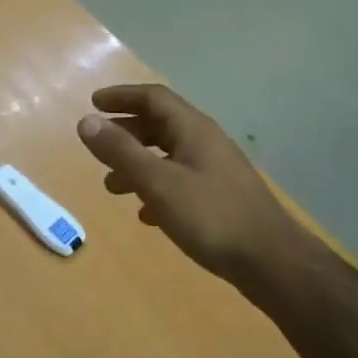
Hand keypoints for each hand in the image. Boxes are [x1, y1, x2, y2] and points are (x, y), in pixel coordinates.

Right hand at [77, 84, 298, 285]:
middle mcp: (206, 142)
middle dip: (126, 133)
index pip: (154, 98)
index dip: (122, 96)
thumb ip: (121, 151)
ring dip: (137, 164)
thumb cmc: (210, 216)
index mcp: (193, 129)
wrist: (270, 260)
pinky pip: (180, 181)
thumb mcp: (157, 182)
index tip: (93, 103)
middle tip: (98, 148)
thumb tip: (86, 122)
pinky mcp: (221, 197)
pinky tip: (146, 215)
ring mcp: (216, 170)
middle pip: (160, 125)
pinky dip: (156, 188)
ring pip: (168, 155)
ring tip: (112, 187)